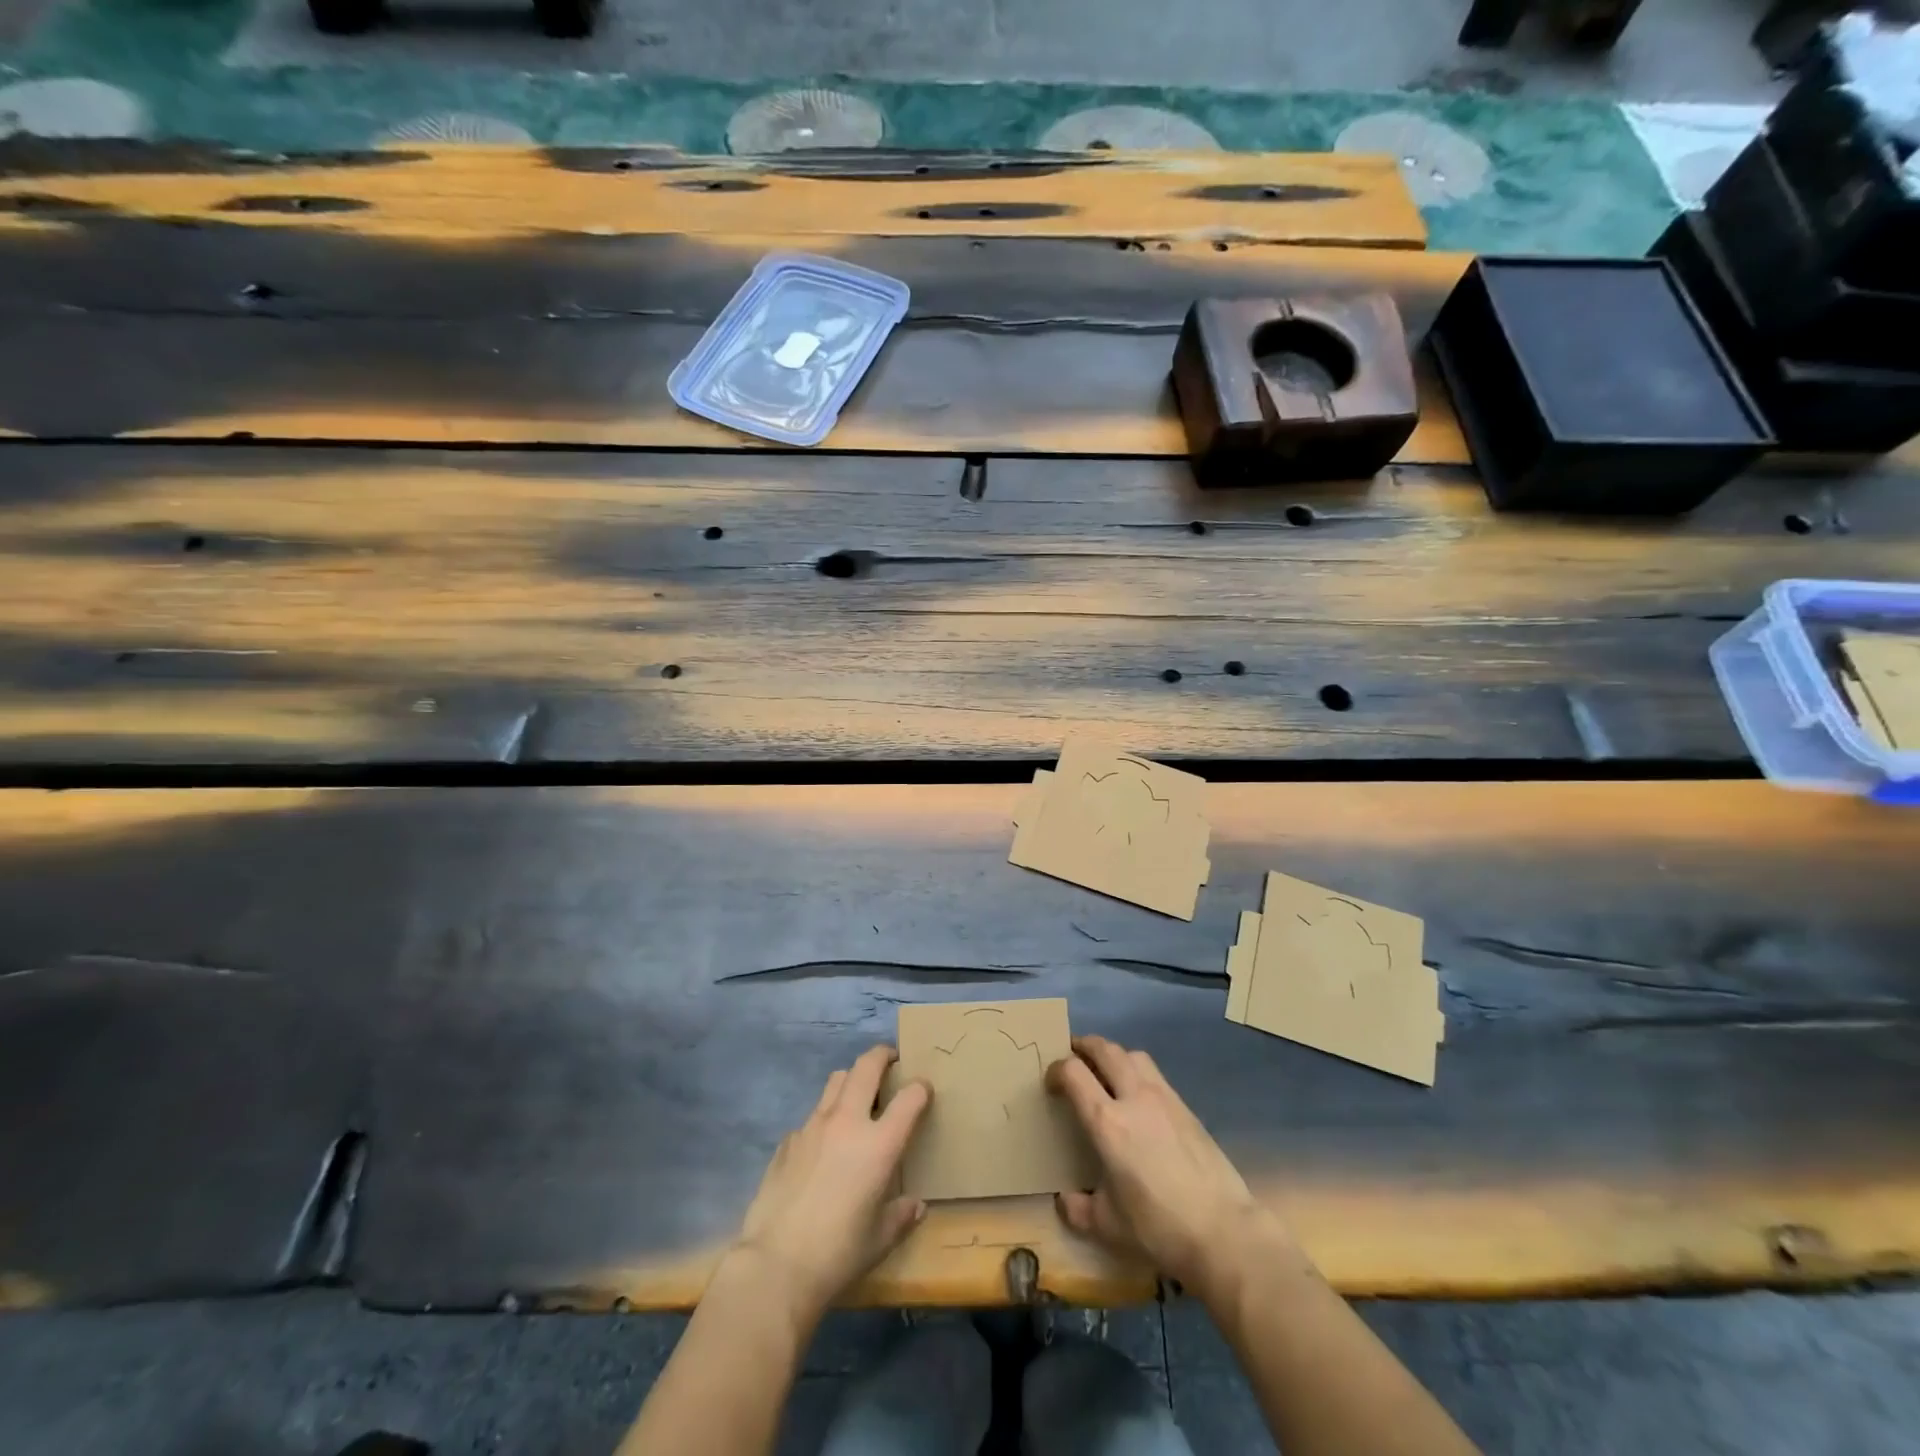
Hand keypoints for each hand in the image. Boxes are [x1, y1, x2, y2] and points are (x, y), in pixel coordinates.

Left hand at [729, 1045, 931, 1328]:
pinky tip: (822, 1146)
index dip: (920, 1088)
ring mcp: (813, 1127)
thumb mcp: (880, 1240)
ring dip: (851, 1080)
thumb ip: (901, 1216)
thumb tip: (915, 1206)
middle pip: (866, 1066)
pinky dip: (824, 1120)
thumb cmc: (838, 1253)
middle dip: (881, 1056)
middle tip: (890, 1062)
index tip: (923, 1089)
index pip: (909, 1098)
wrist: (775, 1265)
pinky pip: (811, 1117)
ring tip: (857, 1097)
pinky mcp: (787, 1141)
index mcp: (878, 1144)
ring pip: (835, 1081)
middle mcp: (847, 1122)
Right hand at [1048, 1034, 1295, 1298]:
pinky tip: (1138, 1096)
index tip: (1050, 1082)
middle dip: (1084, 1046)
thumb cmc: (1158, 1228)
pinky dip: (1138, 1071)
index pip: (1073, 1073)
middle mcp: (1133, 1097)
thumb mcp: (1108, 1226)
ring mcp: (1163, 1098)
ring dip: (1113, 1054)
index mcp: (1106, 1121)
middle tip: (1073, 1055)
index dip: (1056, 1070)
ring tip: (1106, 1070)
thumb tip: (1065, 1200)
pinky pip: (1154, 1074)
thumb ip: (1079, 1209)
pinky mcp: (1186, 1107)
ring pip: (1133, 1054)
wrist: (1223, 1231)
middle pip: (1105, 1049)